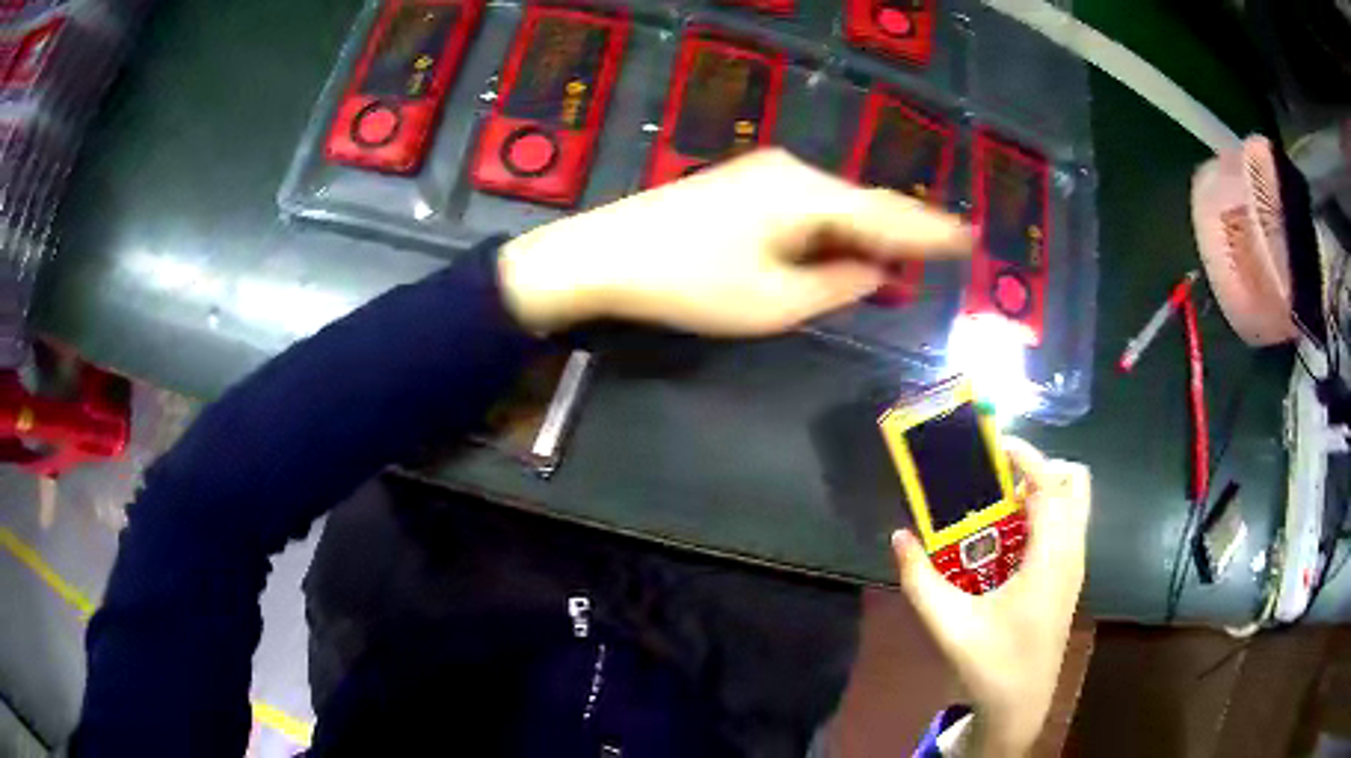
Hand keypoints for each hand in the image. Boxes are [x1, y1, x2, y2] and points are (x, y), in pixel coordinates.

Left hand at [498, 148, 971, 334]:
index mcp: (808, 196)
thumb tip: (876, 271)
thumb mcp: (775, 302)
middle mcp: (793, 172)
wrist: (606, 255)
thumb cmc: (691, 284)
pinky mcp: (742, 184)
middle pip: (863, 205)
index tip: (969, 238)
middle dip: (902, 233)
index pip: (887, 215)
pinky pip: (806, 206)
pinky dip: (831, 230)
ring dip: (865, 233)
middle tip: (942, 250)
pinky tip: (845, 246)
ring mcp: (764, 173)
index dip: (930, 231)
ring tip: (901, 258)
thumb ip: (837, 285)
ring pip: (834, 205)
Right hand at [892, 438, 1090, 756]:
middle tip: (999, 480)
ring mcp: (1074, 565)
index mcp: (1051, 558)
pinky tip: (1007, 541)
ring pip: (1074, 502)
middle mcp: (1072, 552)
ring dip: (1043, 490)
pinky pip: (1066, 524)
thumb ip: (920, 580)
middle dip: (1040, 467)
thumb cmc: (991, 664)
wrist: (1020, 703)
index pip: (1050, 484)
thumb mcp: (949, 624)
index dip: (1025, 456)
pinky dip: (1043, 514)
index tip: (992, 446)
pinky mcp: (1069, 577)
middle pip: (1075, 482)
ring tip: (1000, 506)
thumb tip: (899, 536)